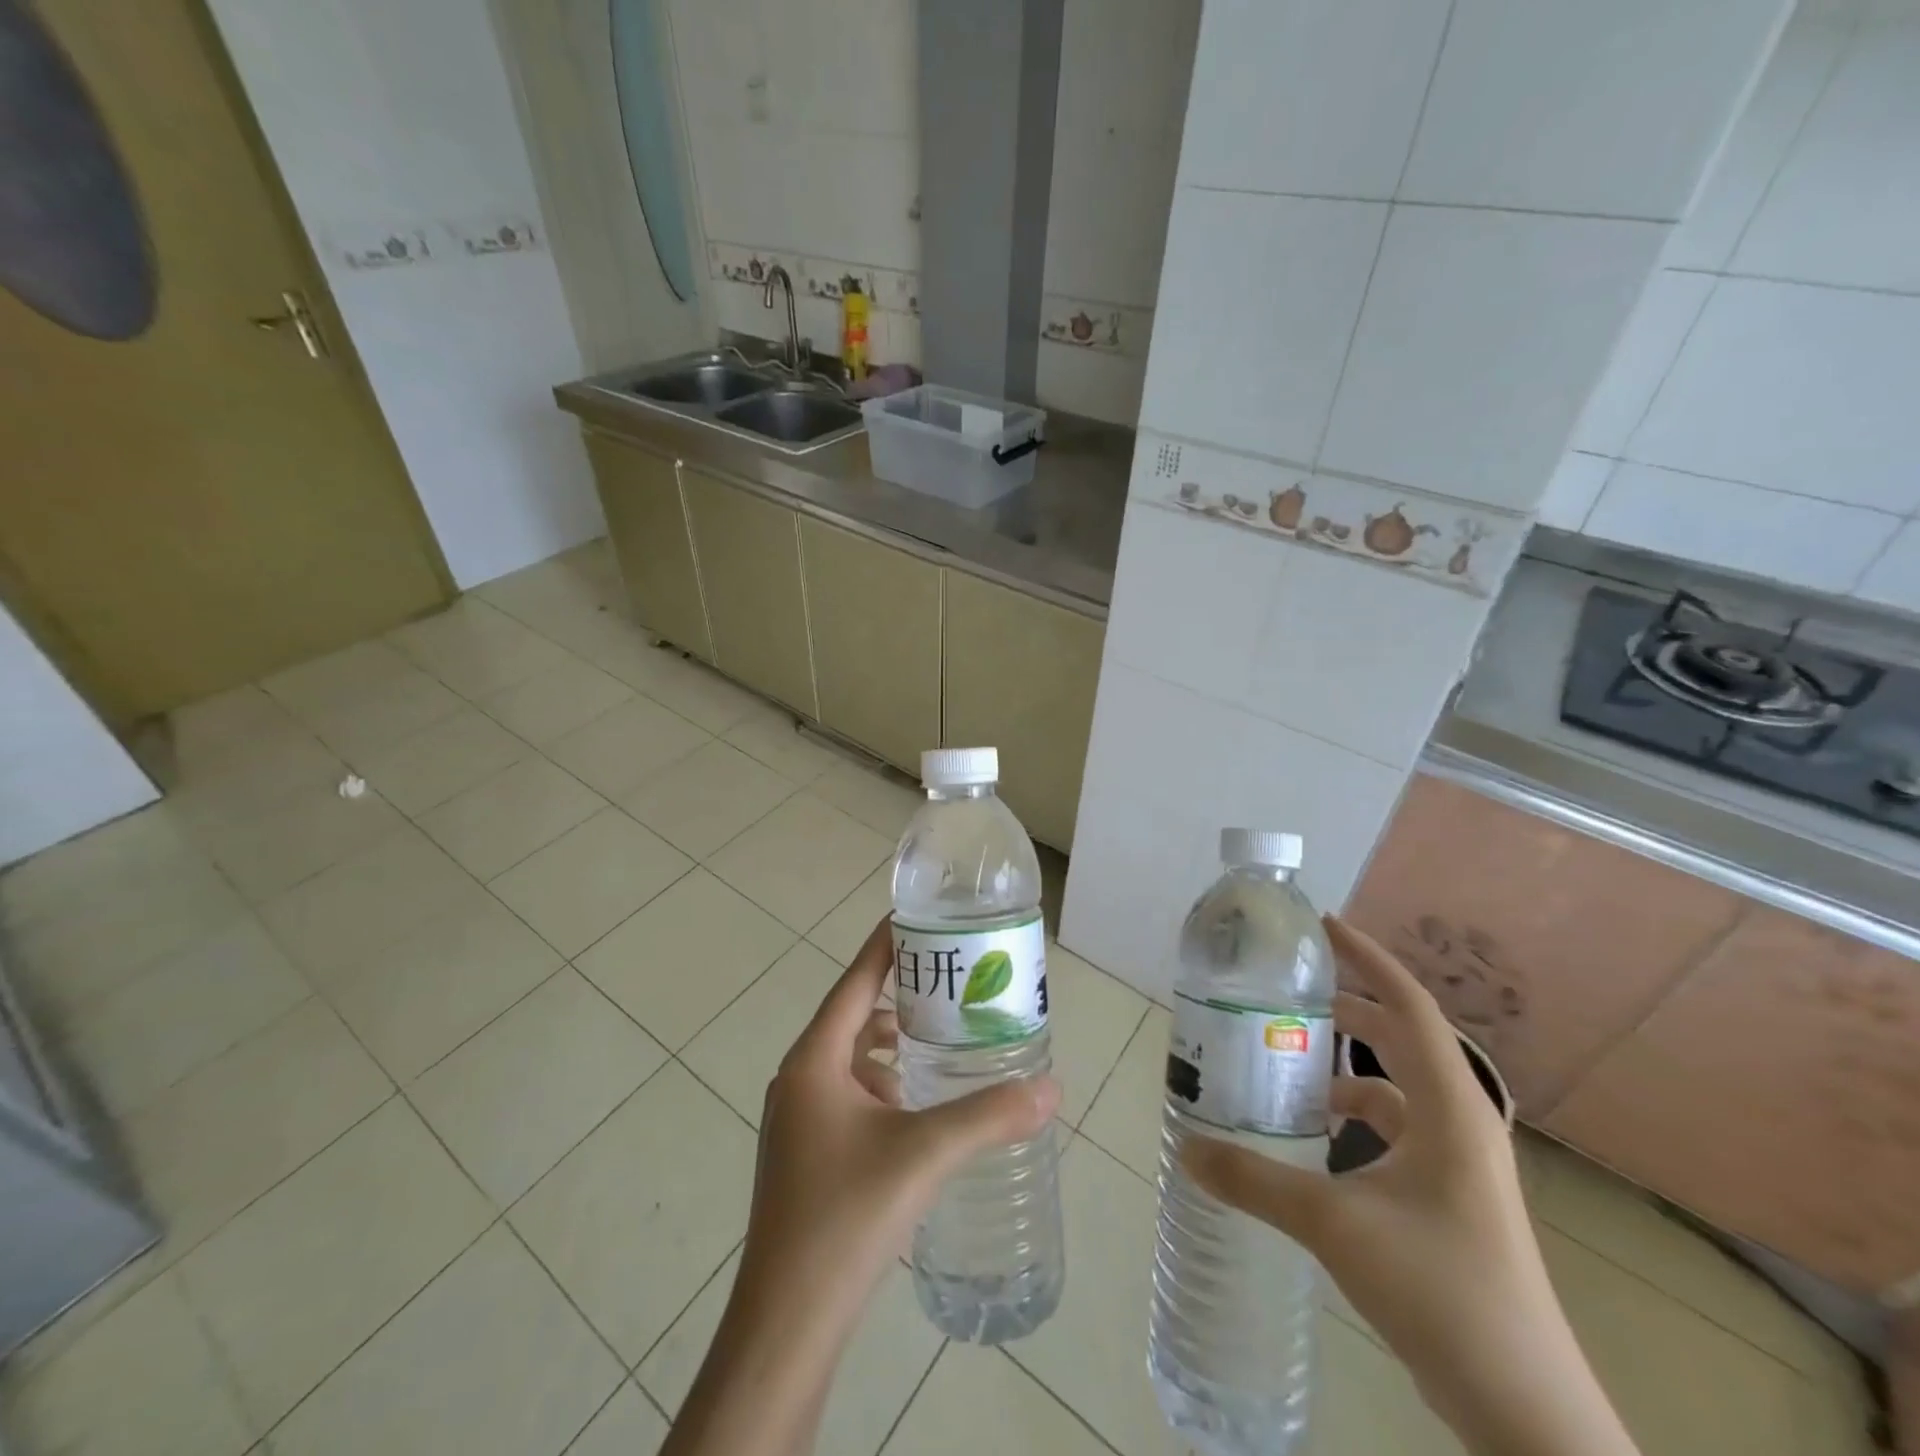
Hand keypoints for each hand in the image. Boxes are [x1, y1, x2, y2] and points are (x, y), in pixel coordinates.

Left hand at [664, 917, 1058, 1455]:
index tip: (919, 917)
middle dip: (901, 993)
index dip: (886, 946)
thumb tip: (1052, 1088)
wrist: (786, 1323)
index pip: (855, 982)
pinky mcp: (805, 1152)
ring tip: (942, 1038)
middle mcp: (799, 1078)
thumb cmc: (845, 1218)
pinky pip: (847, 1092)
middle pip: (854, 1014)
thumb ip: (989, 1117)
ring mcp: (797, 1118)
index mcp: (814, 1060)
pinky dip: (882, 1082)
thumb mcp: (923, 1156)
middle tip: (952, 980)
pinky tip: (915, 1104)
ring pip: (851, 1057)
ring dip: (892, 1042)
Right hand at [1181, 915, 1638, 1455]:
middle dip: (1348, 1007)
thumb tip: (1186, 1147)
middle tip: (1289, 992)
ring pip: (1396, 1087)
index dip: (1368, 958)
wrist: (1523, 1409)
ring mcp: (1460, 1163)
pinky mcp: (1450, 1197)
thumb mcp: (1335, 1225)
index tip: (1322, 926)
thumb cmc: (1441, 1291)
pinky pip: (1396, 1129)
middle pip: (1402, 1037)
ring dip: (1345, 1067)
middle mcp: (1461, 1122)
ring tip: (1288, 1064)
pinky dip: (1355, 1117)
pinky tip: (1315, 1138)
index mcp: (1450, 1108)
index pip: (1409, 1005)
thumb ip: (1255, 1180)